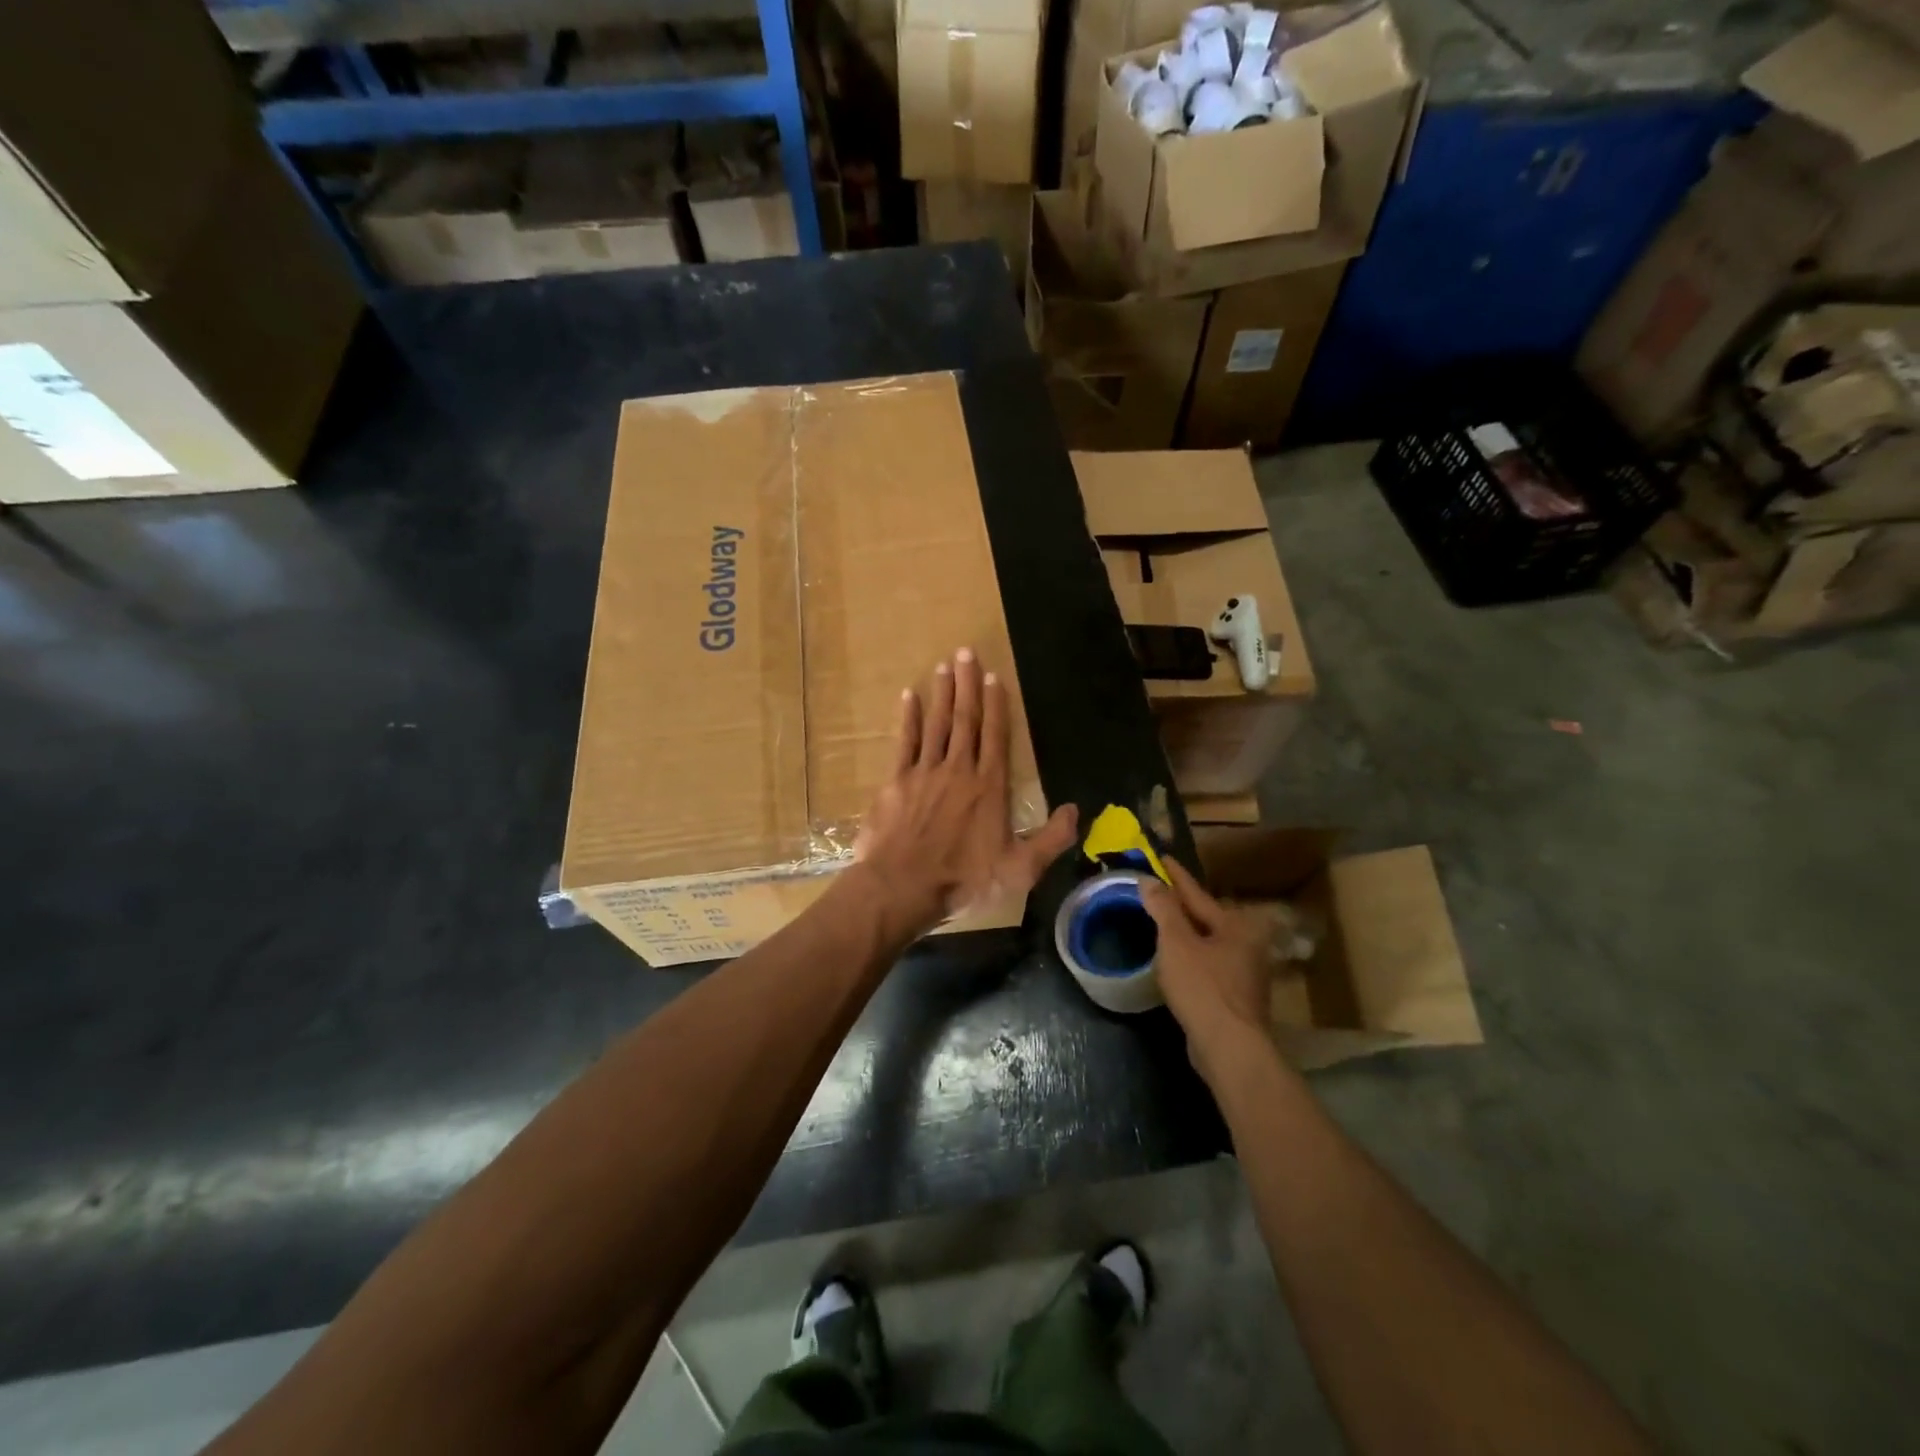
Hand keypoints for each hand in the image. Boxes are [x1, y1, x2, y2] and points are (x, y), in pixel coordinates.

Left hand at [852, 648, 1078, 937]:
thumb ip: (1051, 839)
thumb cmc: (963, 879)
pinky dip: (908, 718)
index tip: (994, 676)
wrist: (903, 886)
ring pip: (936, 723)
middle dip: (967, 684)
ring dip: (941, 693)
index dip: (996, 704)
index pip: (995, 736)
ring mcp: (924, 772)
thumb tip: (1075, 811)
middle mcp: (958, 769)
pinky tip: (910, 696)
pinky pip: (904, 741)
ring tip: (944, 665)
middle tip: (965, 651)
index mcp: (988, 786)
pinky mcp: (896, 781)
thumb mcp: (1020, 869)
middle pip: (965, 719)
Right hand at [1142, 858, 1275, 1079]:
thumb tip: (1149, 881)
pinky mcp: (1236, 997)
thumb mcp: (1176, 942)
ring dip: (1187, 932)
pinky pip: (1208, 964)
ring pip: (1209, 942)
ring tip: (1164, 922)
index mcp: (1234, 925)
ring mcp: (1245, 973)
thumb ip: (1163, 909)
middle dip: (1184, 905)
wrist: (1229, 1047)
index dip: (1176, 876)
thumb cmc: (1203, 987)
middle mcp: (1246, 944)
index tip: (1161, 857)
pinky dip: (1191, 956)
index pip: (1197, 893)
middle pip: (1207, 917)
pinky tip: (1176, 960)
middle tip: (1161, 890)